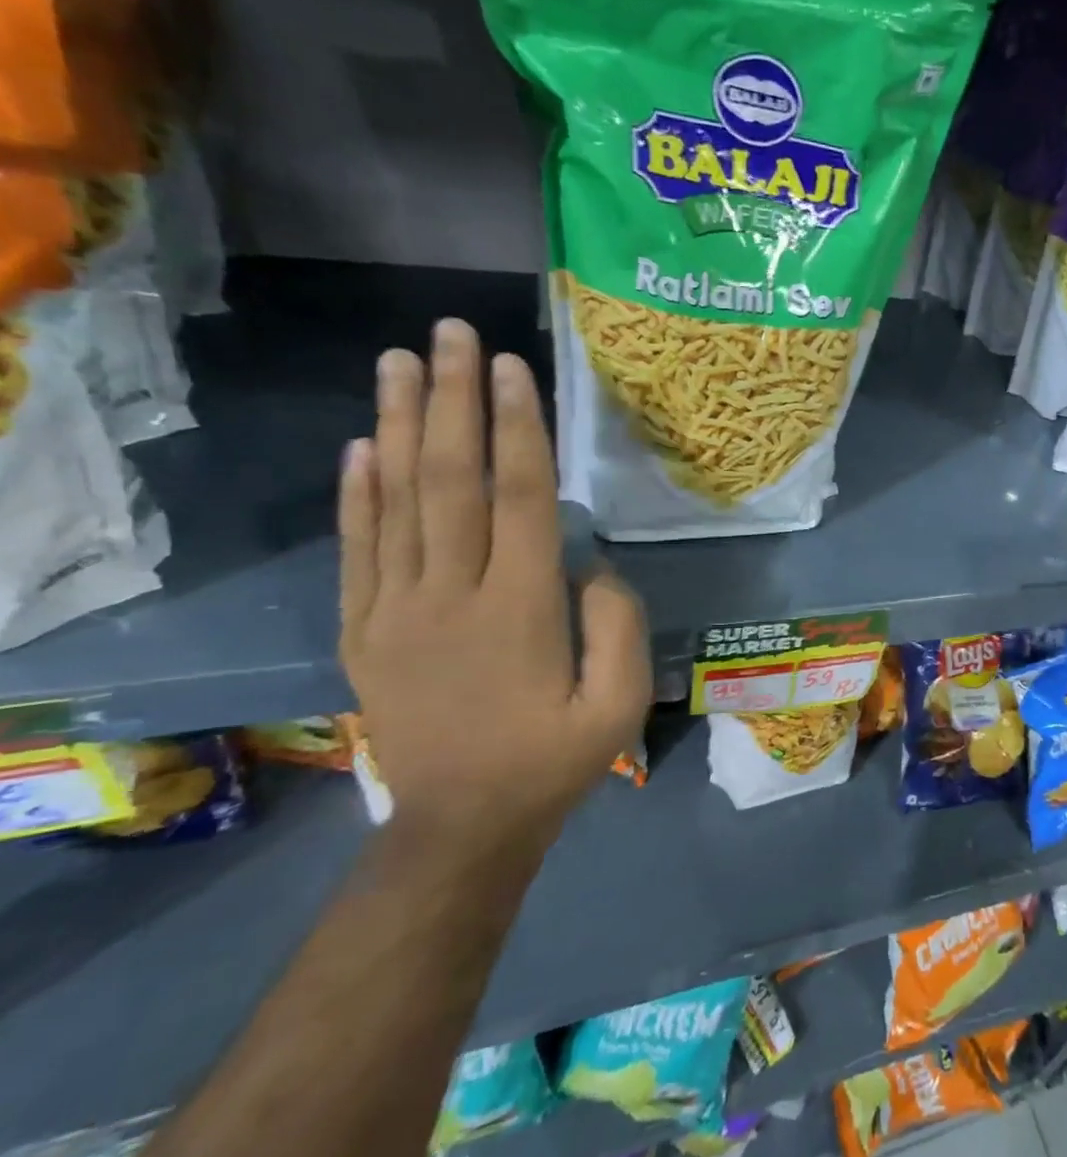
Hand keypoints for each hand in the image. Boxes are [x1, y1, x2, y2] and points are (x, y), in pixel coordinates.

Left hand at [338, 320, 651, 846]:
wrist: (463, 824)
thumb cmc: (556, 758)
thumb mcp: (620, 700)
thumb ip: (617, 622)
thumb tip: (588, 561)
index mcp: (519, 609)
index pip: (518, 496)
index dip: (516, 426)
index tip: (509, 366)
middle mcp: (449, 595)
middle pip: (449, 480)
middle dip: (451, 399)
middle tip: (447, 332)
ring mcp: (394, 611)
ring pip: (395, 500)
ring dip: (399, 424)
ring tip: (398, 362)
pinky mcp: (363, 631)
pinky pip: (357, 548)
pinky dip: (356, 492)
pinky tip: (364, 444)